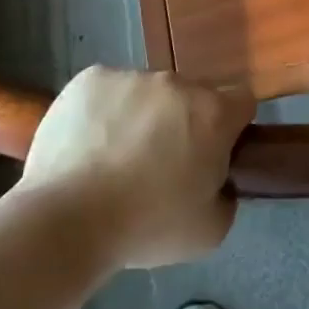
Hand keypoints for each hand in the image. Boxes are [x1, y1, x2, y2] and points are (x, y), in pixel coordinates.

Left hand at [18, 66, 254, 268]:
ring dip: (142, 116)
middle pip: (191, 97)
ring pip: (147, 93)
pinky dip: (104, 111)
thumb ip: (226, 196)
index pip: (241, 102)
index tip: (213, 155)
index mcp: (213, 114)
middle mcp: (176, 83)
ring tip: (114, 159)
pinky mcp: (90, 79)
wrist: (67, 219)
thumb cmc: (146, 227)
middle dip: (182, 123)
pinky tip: (88, 145)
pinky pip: (108, 90)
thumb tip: (217, 181)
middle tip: (159, 165)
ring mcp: (131, 76)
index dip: (231, 128)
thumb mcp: (210, 231)